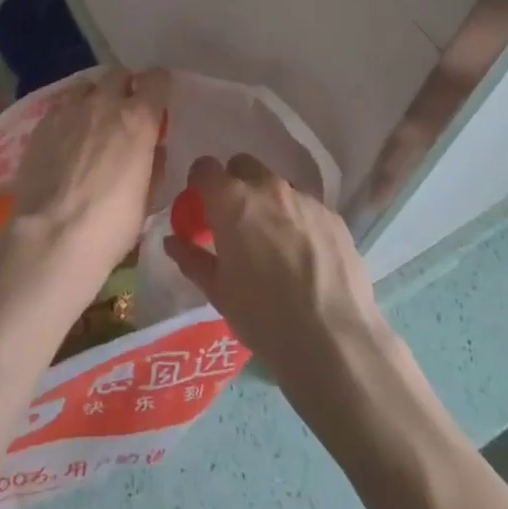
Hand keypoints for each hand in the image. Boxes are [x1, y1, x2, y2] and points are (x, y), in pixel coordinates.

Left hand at [10, 68, 166, 278]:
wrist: (53, 236)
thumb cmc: (111, 224)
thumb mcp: (148, 197)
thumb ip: (153, 163)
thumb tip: (153, 149)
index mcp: (137, 119)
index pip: (156, 79)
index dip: (159, 86)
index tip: (158, 97)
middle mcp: (103, 104)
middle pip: (117, 74)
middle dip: (124, 87)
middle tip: (124, 110)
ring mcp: (67, 111)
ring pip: (85, 86)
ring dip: (93, 97)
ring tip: (91, 120)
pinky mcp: (40, 124)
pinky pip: (60, 107)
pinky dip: (68, 116)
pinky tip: (65, 139)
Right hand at [165, 154, 392, 395]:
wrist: (334, 342)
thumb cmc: (264, 318)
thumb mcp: (218, 292)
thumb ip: (192, 259)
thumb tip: (173, 241)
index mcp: (232, 202)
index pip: (205, 167)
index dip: (200, 182)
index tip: (201, 204)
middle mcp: (268, 188)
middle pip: (244, 166)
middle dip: (235, 185)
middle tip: (236, 221)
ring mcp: (305, 199)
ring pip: (278, 186)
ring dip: (269, 203)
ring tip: (274, 242)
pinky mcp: (333, 216)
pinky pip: (307, 206)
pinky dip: (298, 220)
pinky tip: (305, 256)